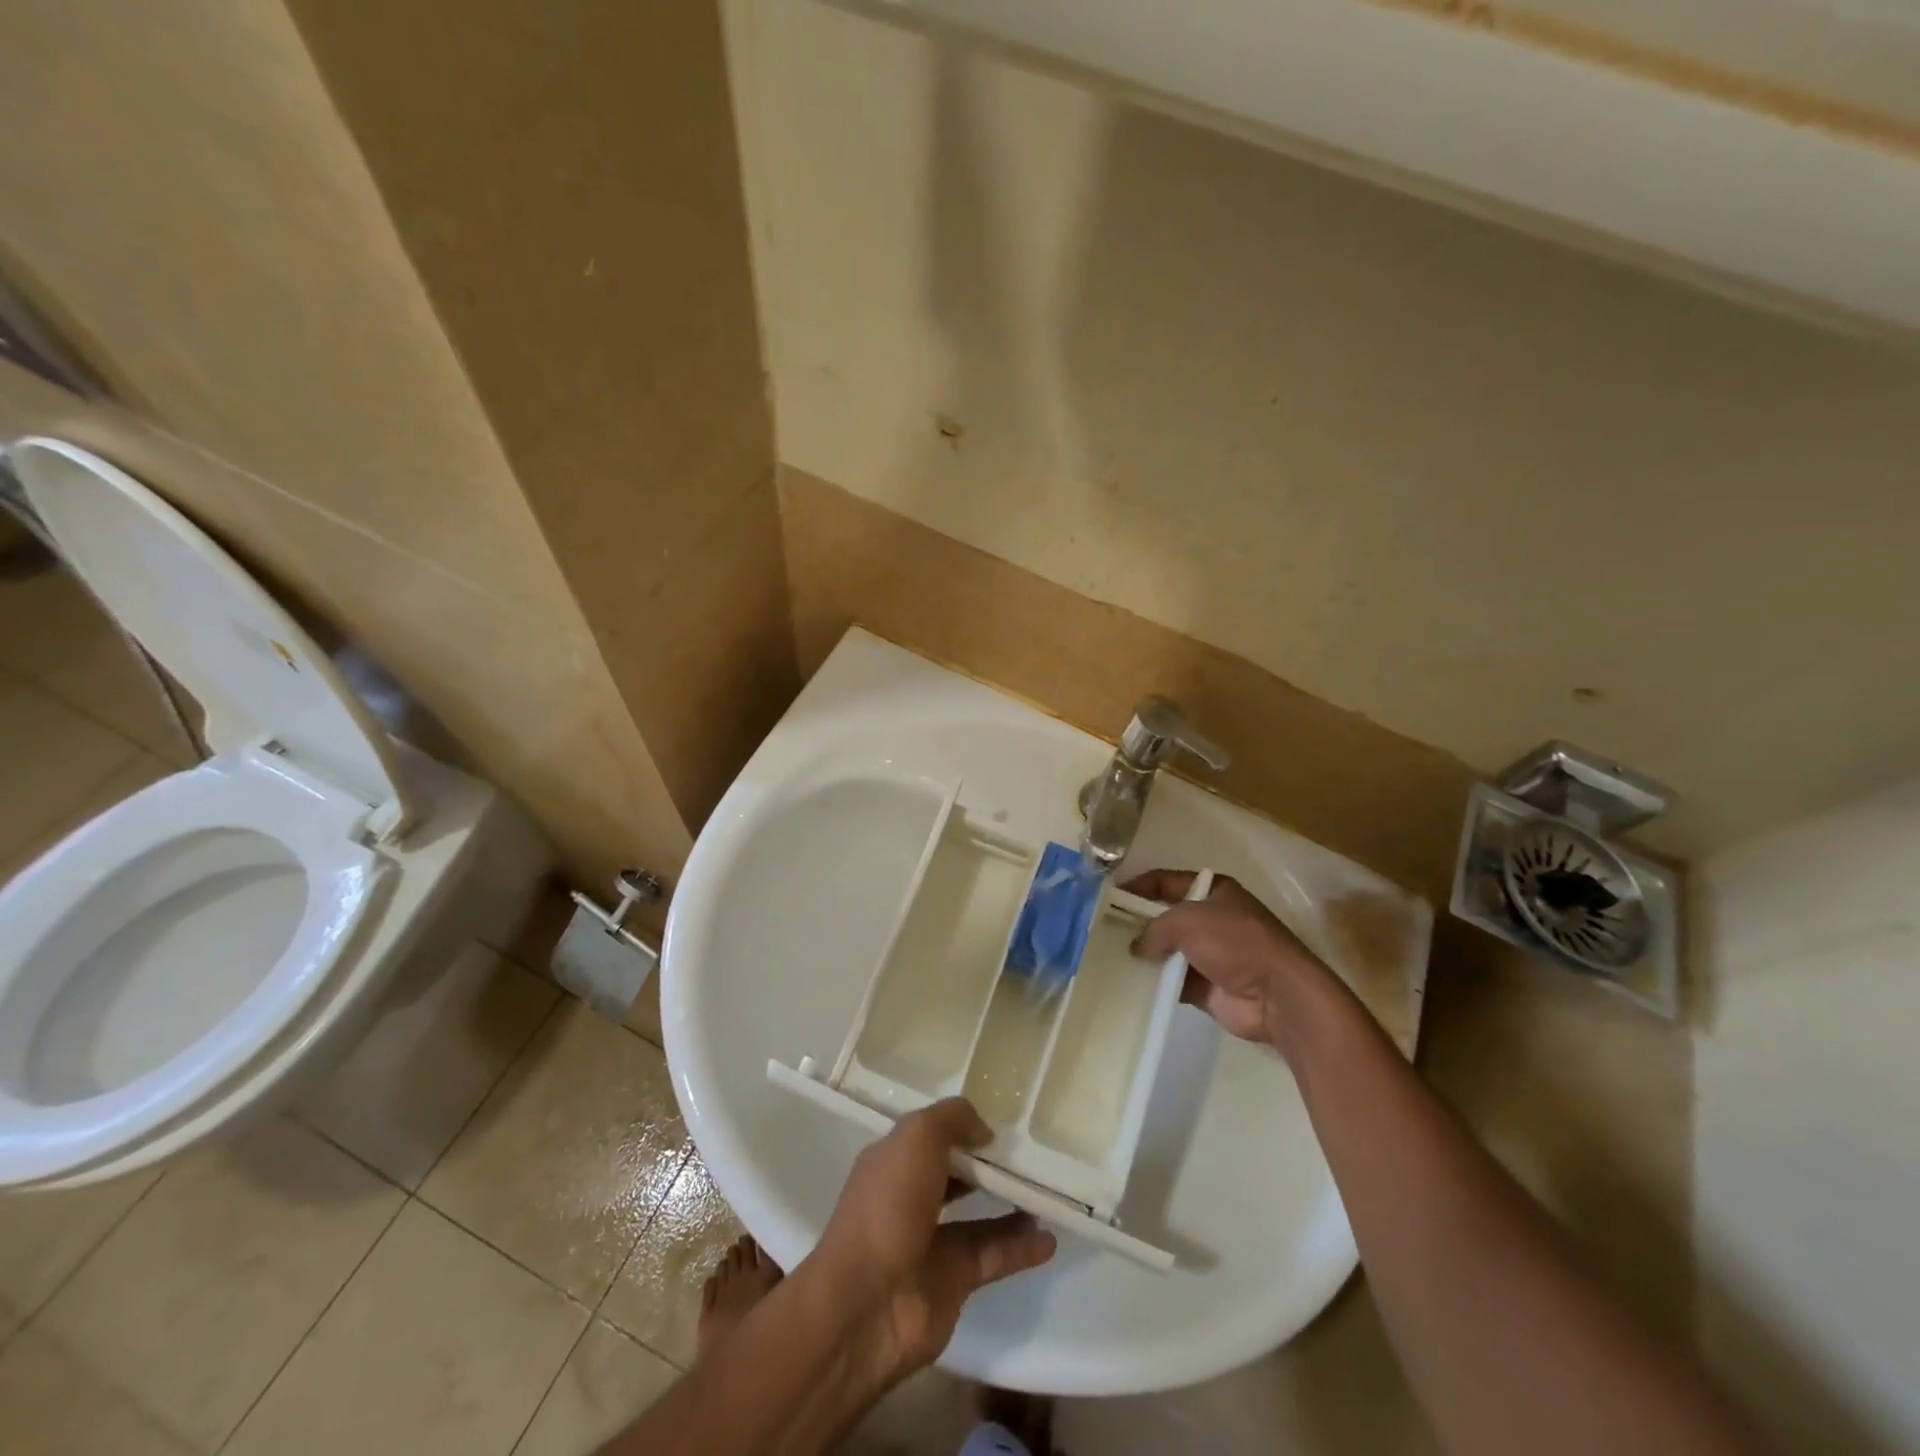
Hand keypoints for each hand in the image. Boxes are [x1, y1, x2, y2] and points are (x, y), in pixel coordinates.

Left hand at [810, 1099, 1055, 1374]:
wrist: (867, 1305)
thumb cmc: (888, 1205)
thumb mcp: (917, 1136)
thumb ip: (953, 1119)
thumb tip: (984, 1131)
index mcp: (893, 1160)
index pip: (930, 1135)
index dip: (960, 1126)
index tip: (998, 1122)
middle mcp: (910, 1197)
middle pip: (955, 1173)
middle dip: (987, 1163)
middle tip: (1029, 1153)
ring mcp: (932, 1241)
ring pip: (978, 1215)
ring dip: (1010, 1203)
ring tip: (1048, 1190)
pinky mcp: (953, 1281)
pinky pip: (994, 1256)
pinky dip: (1021, 1248)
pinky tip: (1050, 1238)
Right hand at [1123, 870, 1331, 1045]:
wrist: (1277, 994)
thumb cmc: (1234, 942)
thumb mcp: (1187, 920)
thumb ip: (1154, 928)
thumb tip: (1136, 946)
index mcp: (1213, 891)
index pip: (1166, 882)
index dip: (1138, 887)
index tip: (1108, 898)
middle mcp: (1211, 919)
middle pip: (1165, 917)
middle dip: (1137, 923)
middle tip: (1102, 931)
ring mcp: (1210, 955)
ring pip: (1167, 951)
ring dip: (1144, 956)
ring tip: (1108, 959)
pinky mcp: (1207, 987)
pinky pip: (1173, 982)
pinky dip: (1155, 984)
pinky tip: (1129, 985)